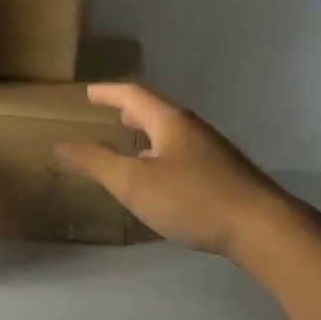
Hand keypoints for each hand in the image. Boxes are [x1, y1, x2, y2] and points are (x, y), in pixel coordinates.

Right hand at [54, 84, 293, 258]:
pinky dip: (163, 156)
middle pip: (156, 112)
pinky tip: (161, 180)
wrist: (259, 227)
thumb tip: (60, 144)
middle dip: (131, 112)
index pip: (134, 95)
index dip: (109, 93)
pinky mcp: (224, 175)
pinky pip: (183, 155)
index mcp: (169, 122)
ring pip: (171, 135)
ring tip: (131, 145)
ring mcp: (212, 151)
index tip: (89, 92)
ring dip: (148, 135)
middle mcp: (192, 129)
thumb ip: (96, 162)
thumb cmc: (191, 198)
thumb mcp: (133, 182)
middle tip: (111, 114)